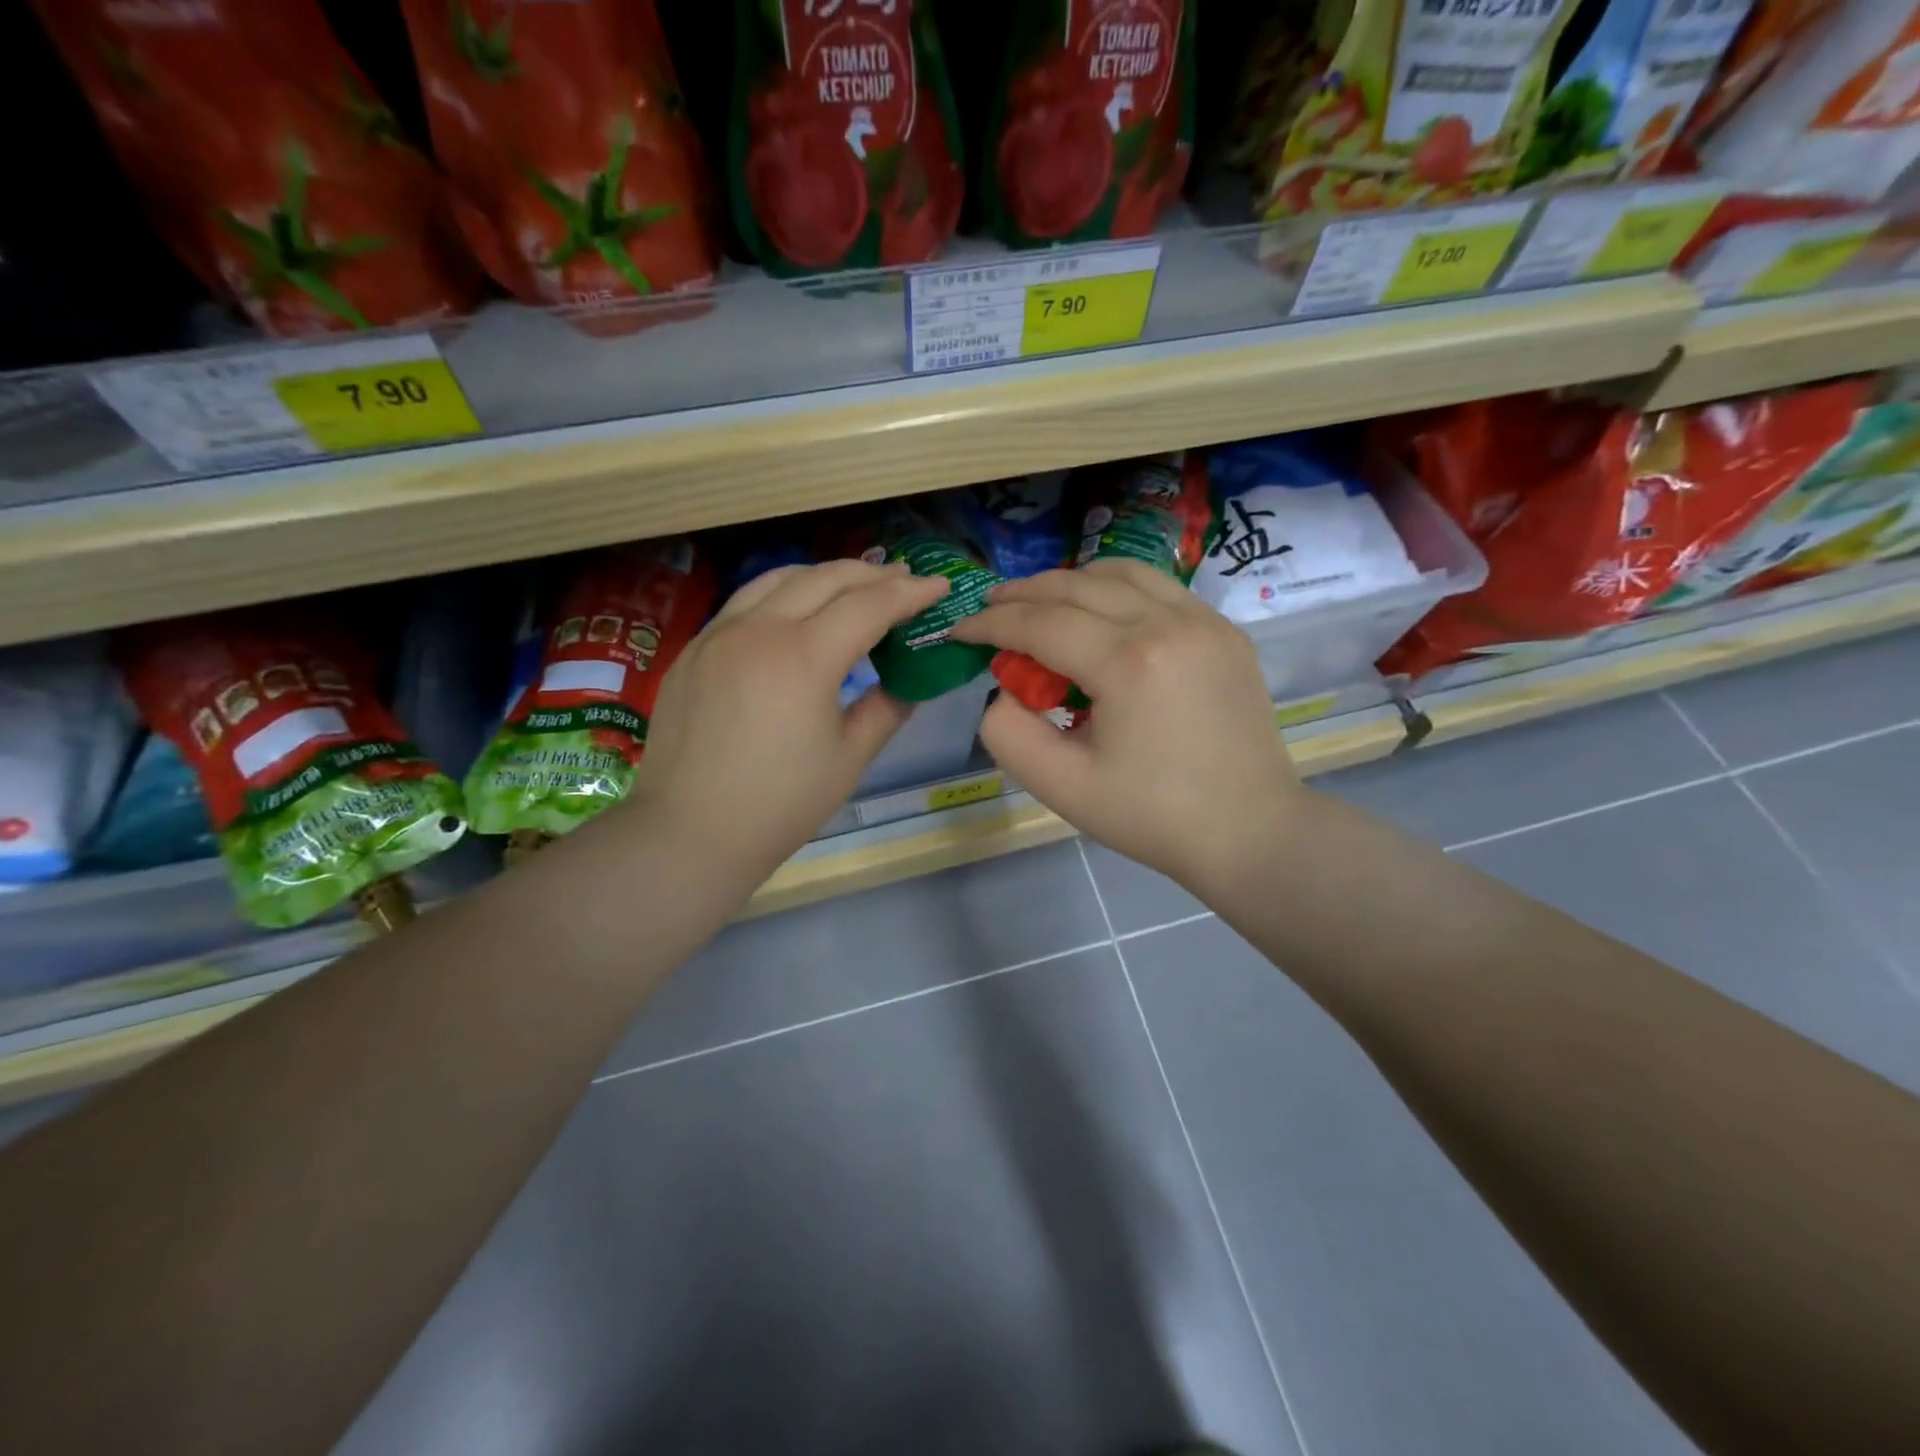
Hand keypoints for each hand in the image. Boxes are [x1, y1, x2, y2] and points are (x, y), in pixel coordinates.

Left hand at [621, 560, 948, 885]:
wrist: (690, 832)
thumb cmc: (781, 804)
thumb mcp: (850, 759)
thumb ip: (887, 708)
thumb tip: (910, 682)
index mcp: (804, 657)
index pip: (869, 605)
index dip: (910, 593)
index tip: (939, 587)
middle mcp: (759, 629)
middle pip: (825, 578)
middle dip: (872, 574)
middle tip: (903, 579)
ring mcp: (719, 634)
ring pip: (778, 578)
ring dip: (824, 576)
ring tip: (852, 586)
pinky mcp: (694, 649)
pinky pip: (744, 602)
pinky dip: (781, 594)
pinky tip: (793, 614)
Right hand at [949, 560, 1301, 892]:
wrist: (1251, 831)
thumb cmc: (1153, 817)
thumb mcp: (1063, 788)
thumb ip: (1009, 734)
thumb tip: (1002, 690)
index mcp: (1128, 663)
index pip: (1041, 623)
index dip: (991, 623)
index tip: (959, 631)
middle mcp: (1168, 623)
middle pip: (1076, 586)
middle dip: (1023, 594)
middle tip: (990, 609)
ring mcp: (1205, 621)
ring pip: (1121, 572)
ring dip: (1070, 582)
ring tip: (1040, 604)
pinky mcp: (1226, 631)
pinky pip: (1159, 588)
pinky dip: (1117, 590)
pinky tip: (1101, 615)